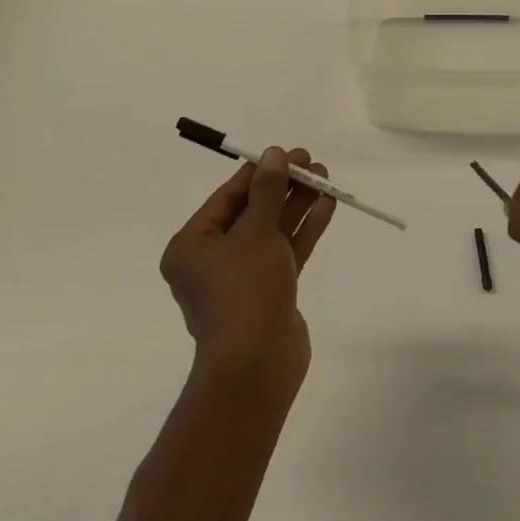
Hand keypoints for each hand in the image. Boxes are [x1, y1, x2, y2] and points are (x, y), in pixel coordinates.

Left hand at [161, 147, 336, 396]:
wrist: (257, 366)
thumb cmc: (244, 290)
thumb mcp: (256, 232)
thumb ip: (268, 191)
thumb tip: (274, 155)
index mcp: (192, 246)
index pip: (228, 197)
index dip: (260, 172)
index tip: (287, 153)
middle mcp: (212, 261)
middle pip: (252, 212)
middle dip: (283, 187)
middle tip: (312, 163)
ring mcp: (243, 279)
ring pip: (273, 232)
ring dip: (297, 205)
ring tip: (325, 177)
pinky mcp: (269, 293)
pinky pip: (286, 252)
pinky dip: (304, 230)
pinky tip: (326, 205)